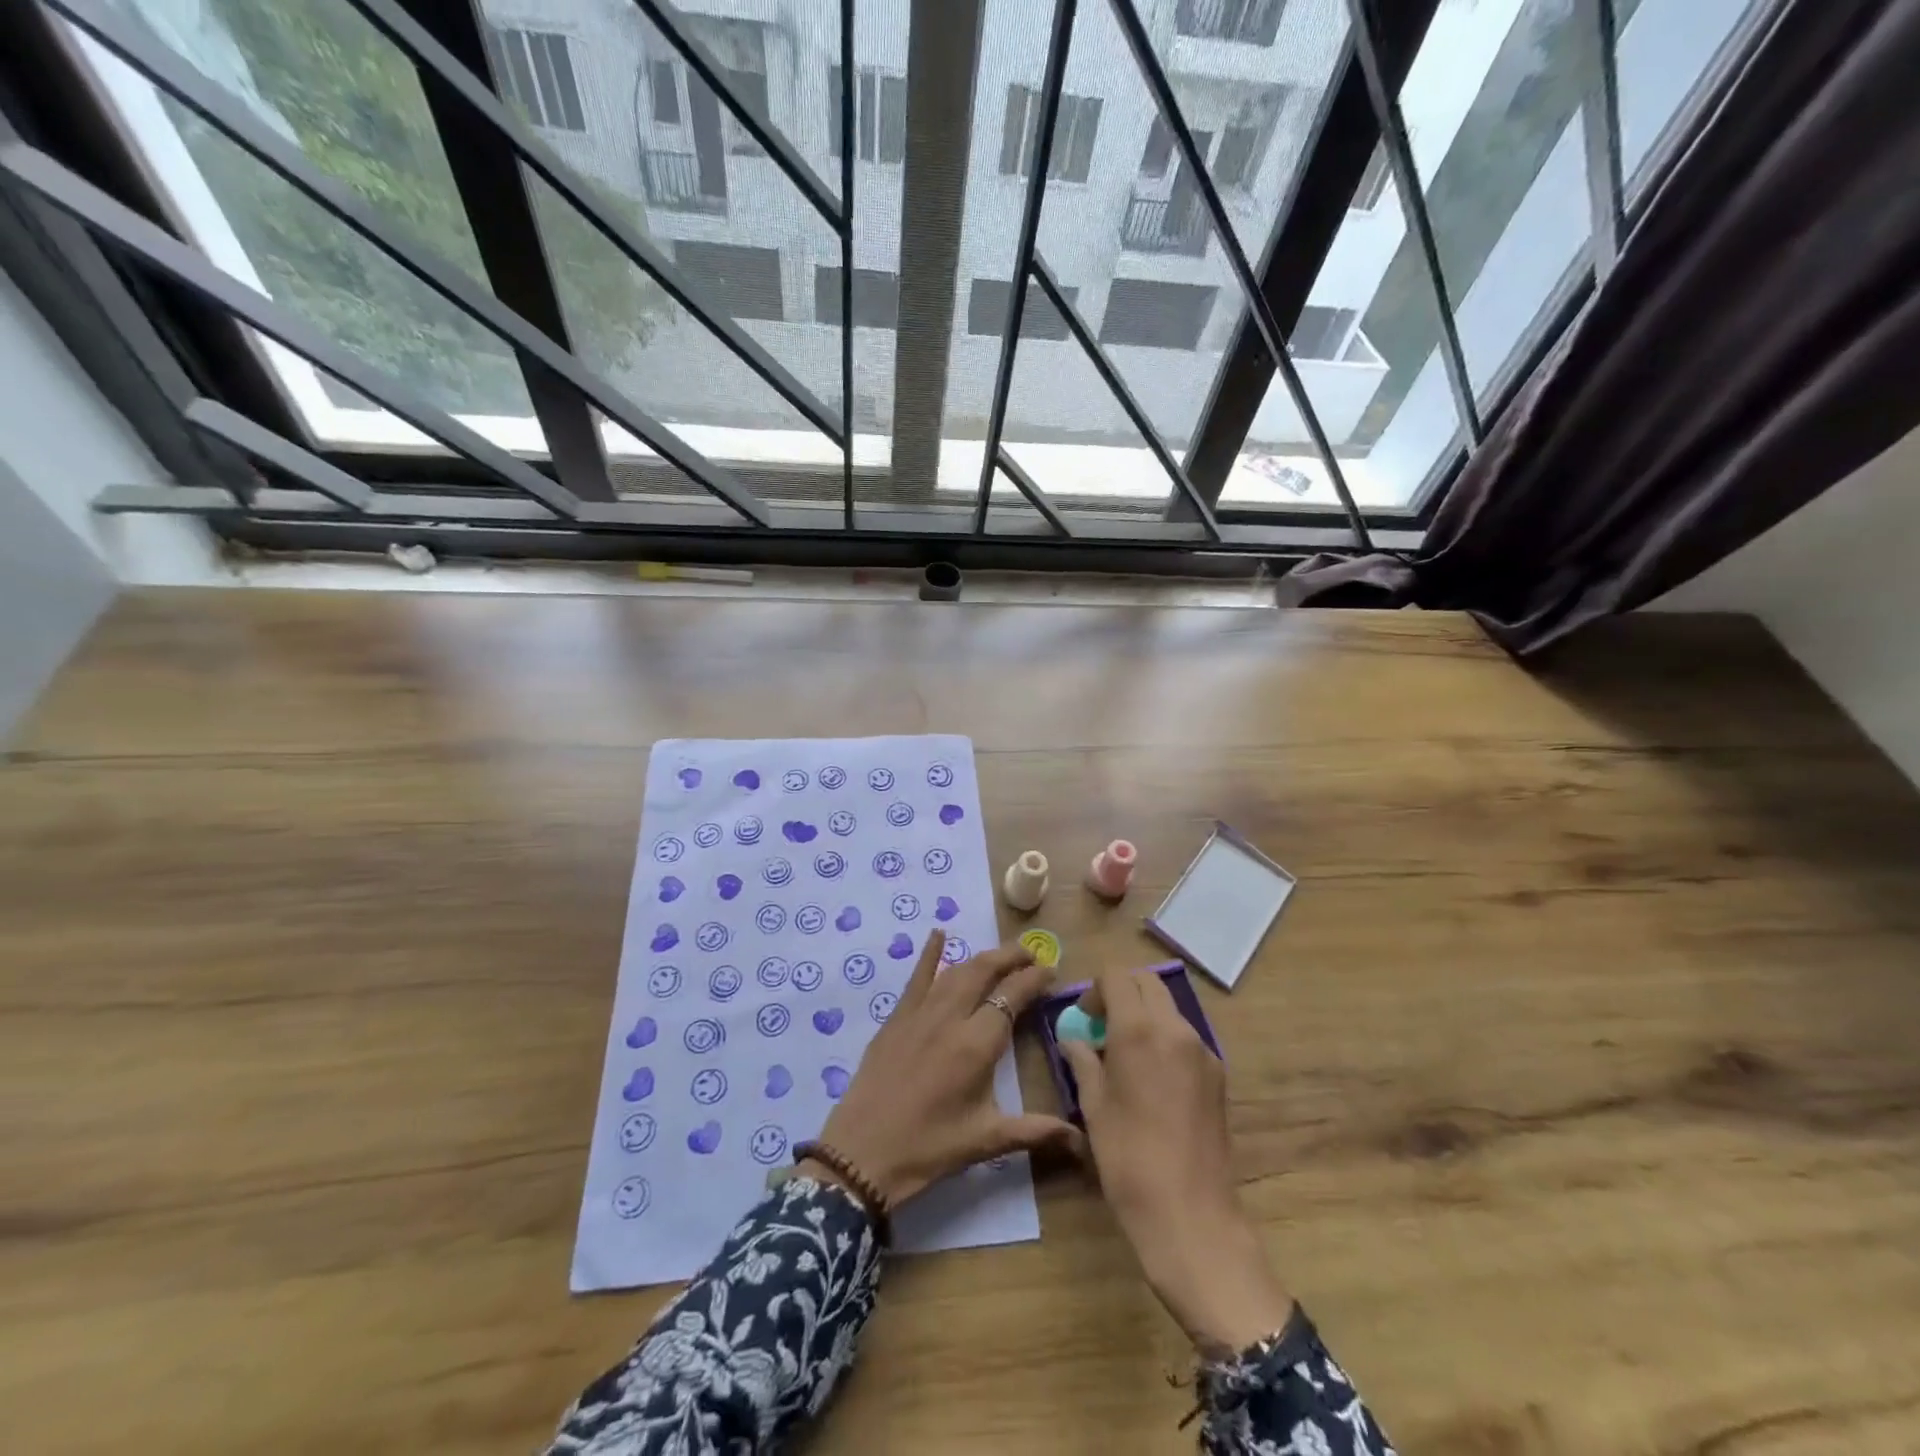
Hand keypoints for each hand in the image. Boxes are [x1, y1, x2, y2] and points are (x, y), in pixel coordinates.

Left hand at [808, 929, 1076, 1207]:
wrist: (863, 1153)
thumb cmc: (929, 1148)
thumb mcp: (987, 1141)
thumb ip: (1037, 1132)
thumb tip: (1083, 1141)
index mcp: (977, 1044)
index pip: (1012, 996)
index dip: (1034, 979)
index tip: (1051, 971)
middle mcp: (950, 1017)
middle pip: (984, 971)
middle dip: (1010, 957)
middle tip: (1031, 954)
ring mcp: (920, 1013)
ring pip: (956, 971)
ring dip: (981, 958)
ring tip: (1001, 955)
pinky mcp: (896, 1018)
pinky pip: (917, 977)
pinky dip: (929, 954)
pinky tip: (938, 934)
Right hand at [1059, 967, 1292, 1356]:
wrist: (1191, 1216)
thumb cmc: (1129, 1159)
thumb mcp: (1094, 1107)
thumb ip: (1083, 1061)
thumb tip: (1073, 1039)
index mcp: (1139, 1030)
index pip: (1117, 976)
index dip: (1095, 990)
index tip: (1084, 1020)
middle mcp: (1175, 1029)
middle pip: (1147, 983)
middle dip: (1121, 993)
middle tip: (1101, 1028)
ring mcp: (1203, 1050)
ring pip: (1168, 1008)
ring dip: (1144, 1015)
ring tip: (1125, 1057)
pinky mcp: (1218, 1074)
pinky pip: (1185, 1037)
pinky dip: (1164, 1039)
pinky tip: (1152, 1081)